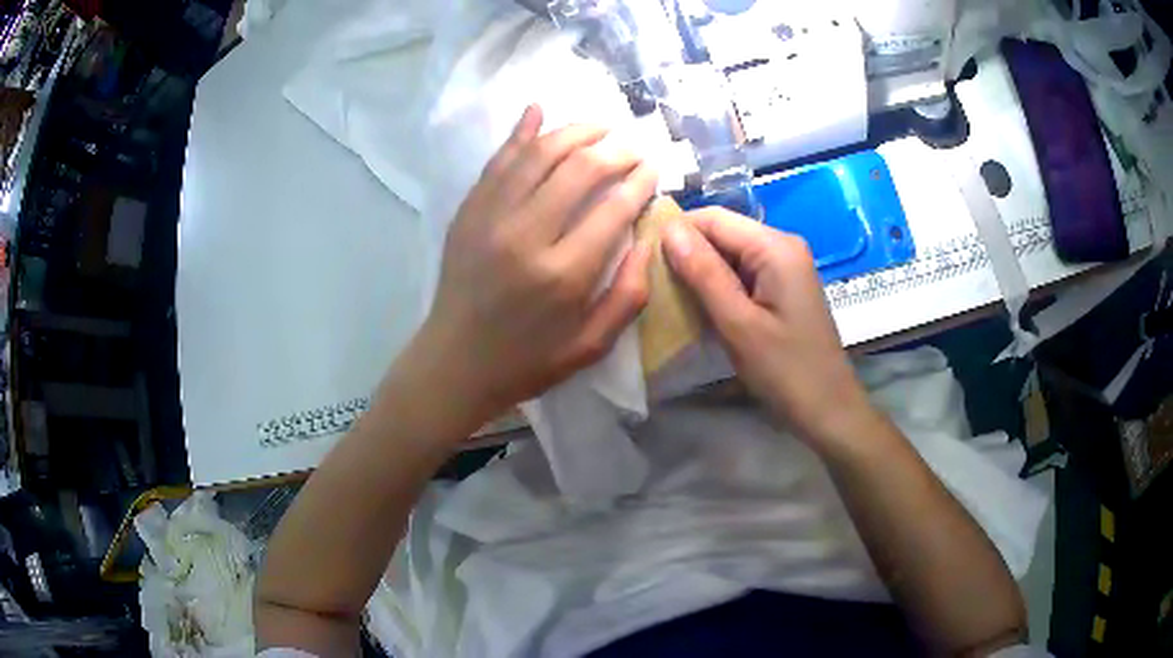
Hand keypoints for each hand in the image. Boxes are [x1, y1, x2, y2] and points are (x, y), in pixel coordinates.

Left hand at [400, 105, 657, 430]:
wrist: (455, 362)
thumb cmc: (528, 361)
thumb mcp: (592, 345)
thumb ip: (629, 294)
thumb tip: (648, 239)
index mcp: (563, 274)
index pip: (613, 208)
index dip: (639, 181)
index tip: (653, 169)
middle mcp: (526, 235)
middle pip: (578, 170)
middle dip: (614, 151)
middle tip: (633, 147)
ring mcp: (490, 218)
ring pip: (537, 154)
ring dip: (573, 132)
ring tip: (599, 127)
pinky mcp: (468, 211)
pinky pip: (498, 161)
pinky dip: (520, 131)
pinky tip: (538, 110)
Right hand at [662, 208, 880, 451]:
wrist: (829, 410)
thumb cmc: (786, 370)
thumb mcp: (739, 324)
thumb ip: (703, 273)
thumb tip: (668, 228)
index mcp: (775, 246)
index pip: (713, 218)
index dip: (676, 232)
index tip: (641, 259)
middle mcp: (782, 245)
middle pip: (722, 233)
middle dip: (687, 253)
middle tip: (652, 283)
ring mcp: (785, 267)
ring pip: (730, 254)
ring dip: (700, 272)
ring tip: (668, 296)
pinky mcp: (783, 287)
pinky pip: (743, 273)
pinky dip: (719, 286)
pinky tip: (699, 307)